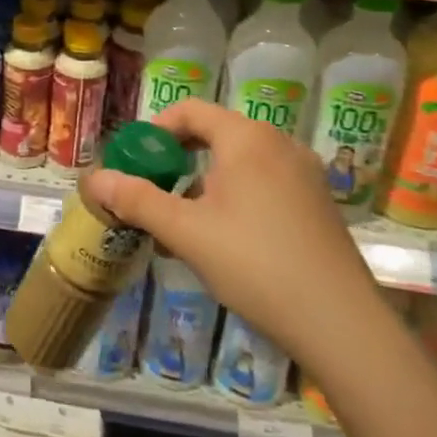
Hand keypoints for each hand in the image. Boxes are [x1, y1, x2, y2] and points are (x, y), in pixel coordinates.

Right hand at [82, 100, 389, 364]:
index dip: (155, 130)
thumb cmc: (255, 263)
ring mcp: (305, 175)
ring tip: (181, 225)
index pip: (191, 111)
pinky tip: (221, 241)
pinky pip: (264, 184)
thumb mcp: (185, 231)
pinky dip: (233, 198)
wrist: (342, 325)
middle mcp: (280, 144)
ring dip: (202, 184)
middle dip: (176, 161)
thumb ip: (137, 200)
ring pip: (239, 164)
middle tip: (152, 192)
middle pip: (215, 135)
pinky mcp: (318, 205)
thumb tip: (94, 179)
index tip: (135, 161)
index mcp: (247, 138)